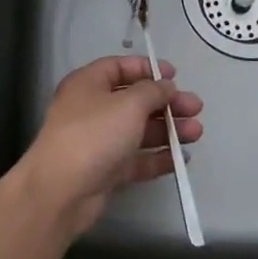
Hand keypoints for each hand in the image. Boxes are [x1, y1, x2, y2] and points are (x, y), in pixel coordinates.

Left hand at [14, 56, 203, 236]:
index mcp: (89, 84)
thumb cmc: (94, 135)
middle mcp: (92, 109)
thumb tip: (166, 85)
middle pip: (135, 100)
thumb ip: (152, 92)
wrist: (61, 191)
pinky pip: (136, 159)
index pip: (120, 67)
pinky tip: (181, 158)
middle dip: (167, 104)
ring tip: (196, 133)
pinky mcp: (106, 170)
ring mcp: (99, 142)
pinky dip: (158, 157)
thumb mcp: (128, 104)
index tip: (175, 75)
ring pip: (139, 131)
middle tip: (195, 108)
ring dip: (168, 130)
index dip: (147, 69)